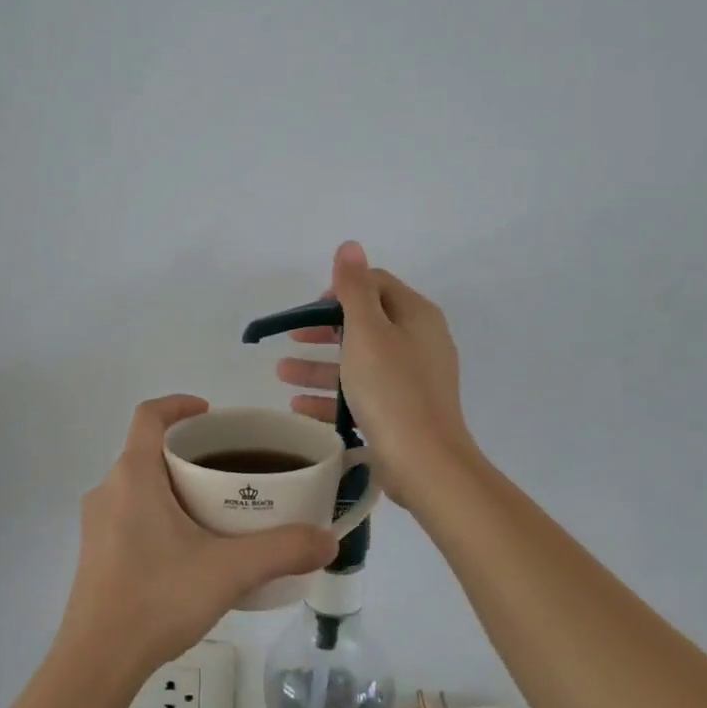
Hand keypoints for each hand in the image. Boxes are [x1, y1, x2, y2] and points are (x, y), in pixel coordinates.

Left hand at [59, 396, 336, 674]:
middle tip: (229, 469)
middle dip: (187, 452)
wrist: (97, 662)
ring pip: (138, 485)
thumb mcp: (229, 570)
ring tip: (215, 510)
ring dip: (173, 485)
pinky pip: (129, 514)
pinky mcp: (95, 553)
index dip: (179, 404)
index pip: (148, 415)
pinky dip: (159, 513)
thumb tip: (327, 539)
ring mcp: (96, 524)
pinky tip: (188, 550)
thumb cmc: (158, 599)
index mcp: (133, 476)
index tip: (211, 414)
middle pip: (147, 451)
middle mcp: (107, 490)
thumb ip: (282, 550)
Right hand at [276, 242, 475, 512]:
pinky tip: (298, 406)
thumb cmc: (392, 388)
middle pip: (365, 324)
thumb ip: (355, 288)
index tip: (309, 309)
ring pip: (358, 362)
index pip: (375, 285)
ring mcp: (412, 379)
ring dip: (319, 364)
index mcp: (416, 316)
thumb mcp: (367, 331)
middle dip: (323, 330)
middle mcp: (418, 342)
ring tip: (281, 373)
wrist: (425, 462)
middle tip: (291, 338)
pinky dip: (331, 396)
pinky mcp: (402, 411)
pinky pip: (361, 394)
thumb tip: (350, 245)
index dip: (339, 290)